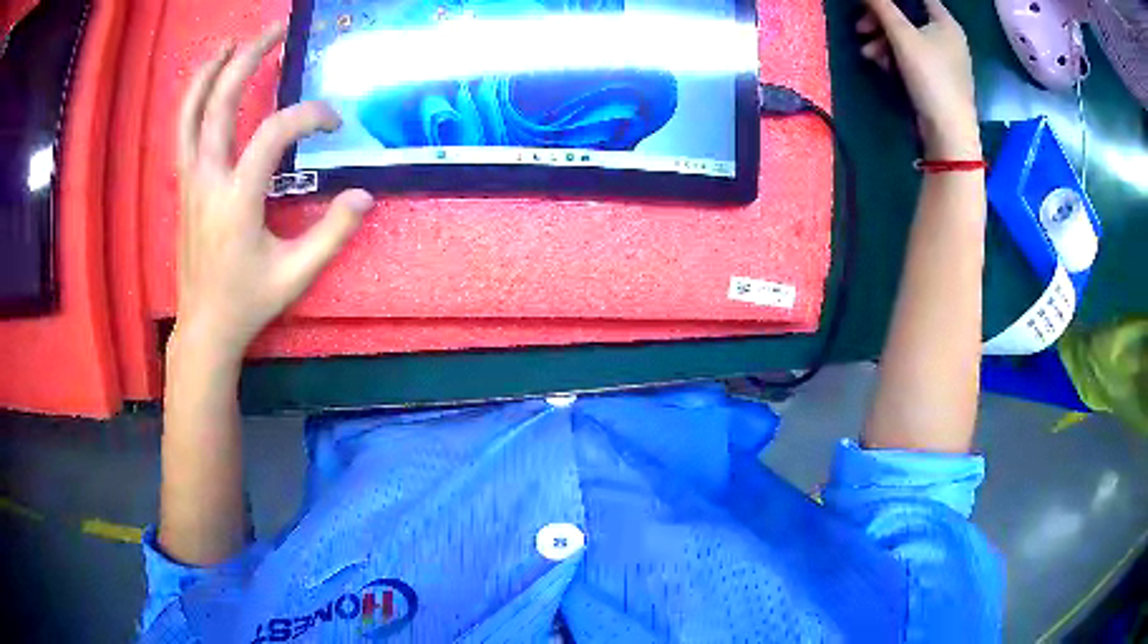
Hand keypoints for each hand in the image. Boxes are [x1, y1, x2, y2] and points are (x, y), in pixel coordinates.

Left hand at [174, 23, 373, 360]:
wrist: (205, 327)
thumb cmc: (249, 301)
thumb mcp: (298, 274)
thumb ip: (333, 233)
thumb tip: (365, 195)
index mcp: (237, 199)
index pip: (273, 132)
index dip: (308, 115)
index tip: (333, 121)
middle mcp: (208, 180)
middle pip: (222, 103)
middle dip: (250, 59)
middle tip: (275, 31)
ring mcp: (190, 182)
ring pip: (191, 115)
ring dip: (210, 74)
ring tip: (230, 44)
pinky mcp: (184, 188)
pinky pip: (182, 134)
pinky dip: (192, 103)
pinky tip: (205, 88)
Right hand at [857, 0, 980, 157]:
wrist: (949, 132)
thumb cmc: (931, 77)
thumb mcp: (902, 36)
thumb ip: (881, 6)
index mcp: (945, 23)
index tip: (872, 4)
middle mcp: (948, 37)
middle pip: (908, 16)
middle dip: (881, 21)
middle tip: (860, 28)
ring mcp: (944, 60)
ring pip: (907, 38)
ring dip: (883, 41)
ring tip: (868, 53)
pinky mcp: (937, 79)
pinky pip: (912, 57)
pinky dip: (895, 57)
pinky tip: (881, 65)